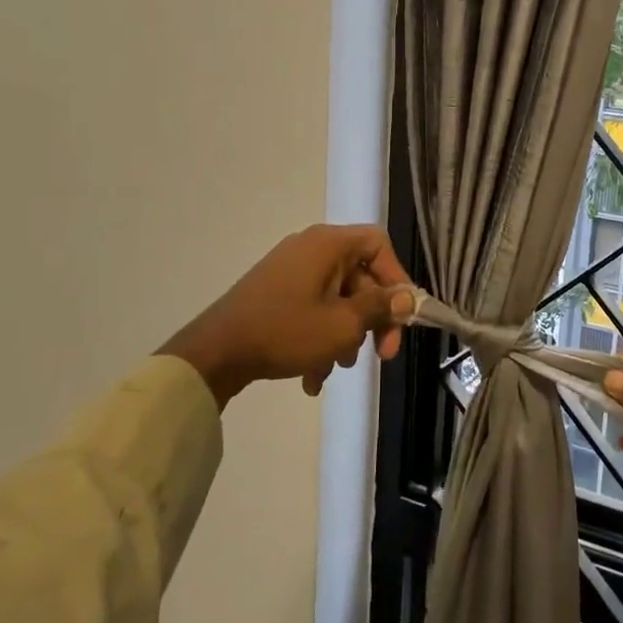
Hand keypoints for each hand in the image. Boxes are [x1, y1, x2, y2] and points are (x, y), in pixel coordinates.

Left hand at [163, 225, 414, 408]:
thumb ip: (380, 308)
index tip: (402, 314)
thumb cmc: (285, 331)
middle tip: (381, 355)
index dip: (397, 277)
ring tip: (337, 369)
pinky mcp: (276, 292)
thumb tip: (407, 297)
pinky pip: (313, 308)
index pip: (378, 244)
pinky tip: (312, 378)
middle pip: (360, 276)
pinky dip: (320, 338)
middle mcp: (311, 248)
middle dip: (372, 319)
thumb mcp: (342, 325)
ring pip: (338, 298)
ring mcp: (291, 270)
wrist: (214, 353)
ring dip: (345, 335)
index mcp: (328, 244)